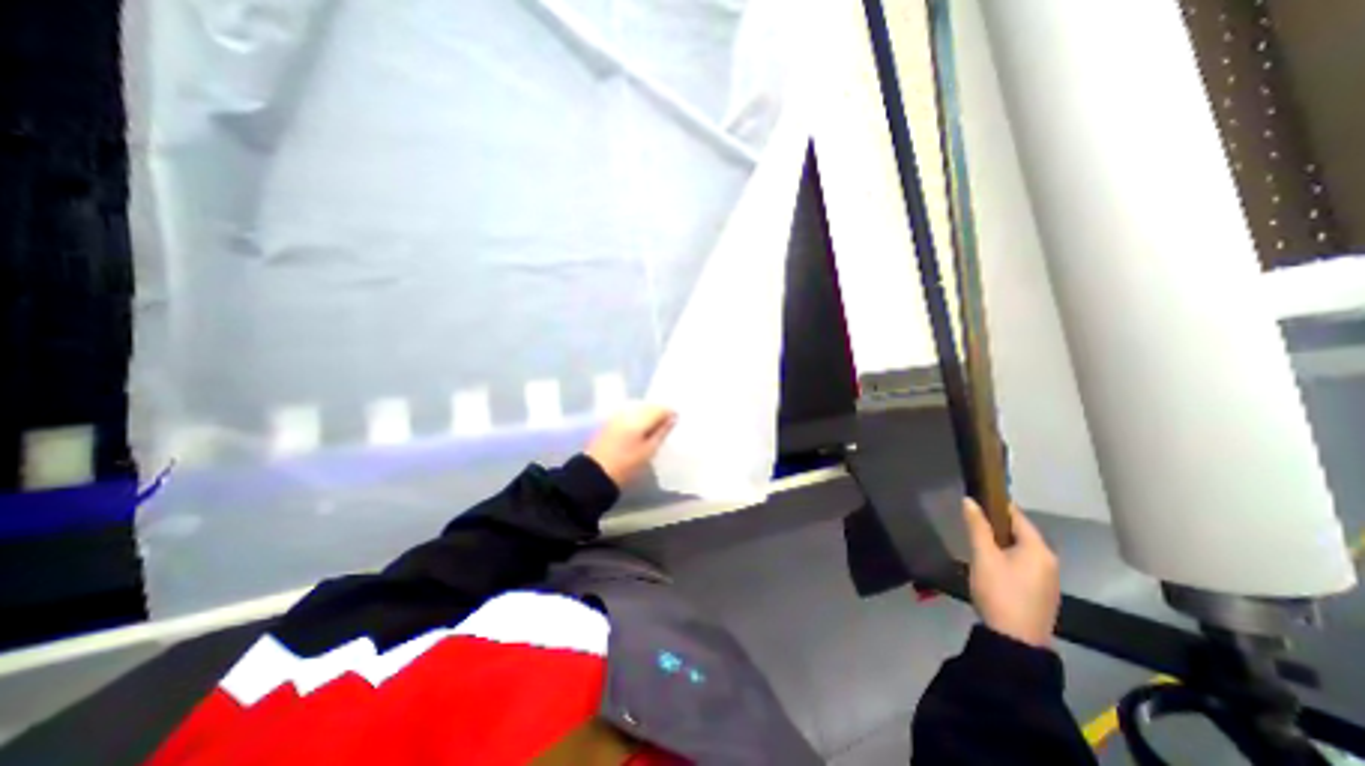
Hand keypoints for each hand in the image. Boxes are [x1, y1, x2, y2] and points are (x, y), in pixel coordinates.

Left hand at [582, 403, 677, 486]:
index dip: (671, 414)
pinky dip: (638, 418)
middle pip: (649, 405)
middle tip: (667, 426)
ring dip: (649, 415)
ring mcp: (618, 415)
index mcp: (639, 417)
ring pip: (639, 408)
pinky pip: (630, 413)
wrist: (596, 473)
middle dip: (659, 413)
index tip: (676, 423)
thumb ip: (662, 432)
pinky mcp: (611, 420)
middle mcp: (628, 411)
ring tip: (655, 429)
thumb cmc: (626, 464)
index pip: (660, 408)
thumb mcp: (649, 451)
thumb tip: (673, 418)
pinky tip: (641, 430)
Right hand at [952, 501, 1059, 648]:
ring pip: (1020, 548)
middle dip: (996, 524)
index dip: (996, 504)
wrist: (1015, 640)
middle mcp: (1048, 560)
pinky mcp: (1040, 591)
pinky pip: (1022, 563)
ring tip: (975, 538)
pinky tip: (989, 561)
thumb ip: (977, 527)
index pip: (1017, 516)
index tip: (976, 496)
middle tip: (970, 519)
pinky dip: (1006, 555)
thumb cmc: (1000, 592)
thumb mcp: (983, 556)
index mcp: (1038, 549)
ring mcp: (1047, 578)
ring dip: (1000, 541)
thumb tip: (969, 500)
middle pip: (1020, 532)